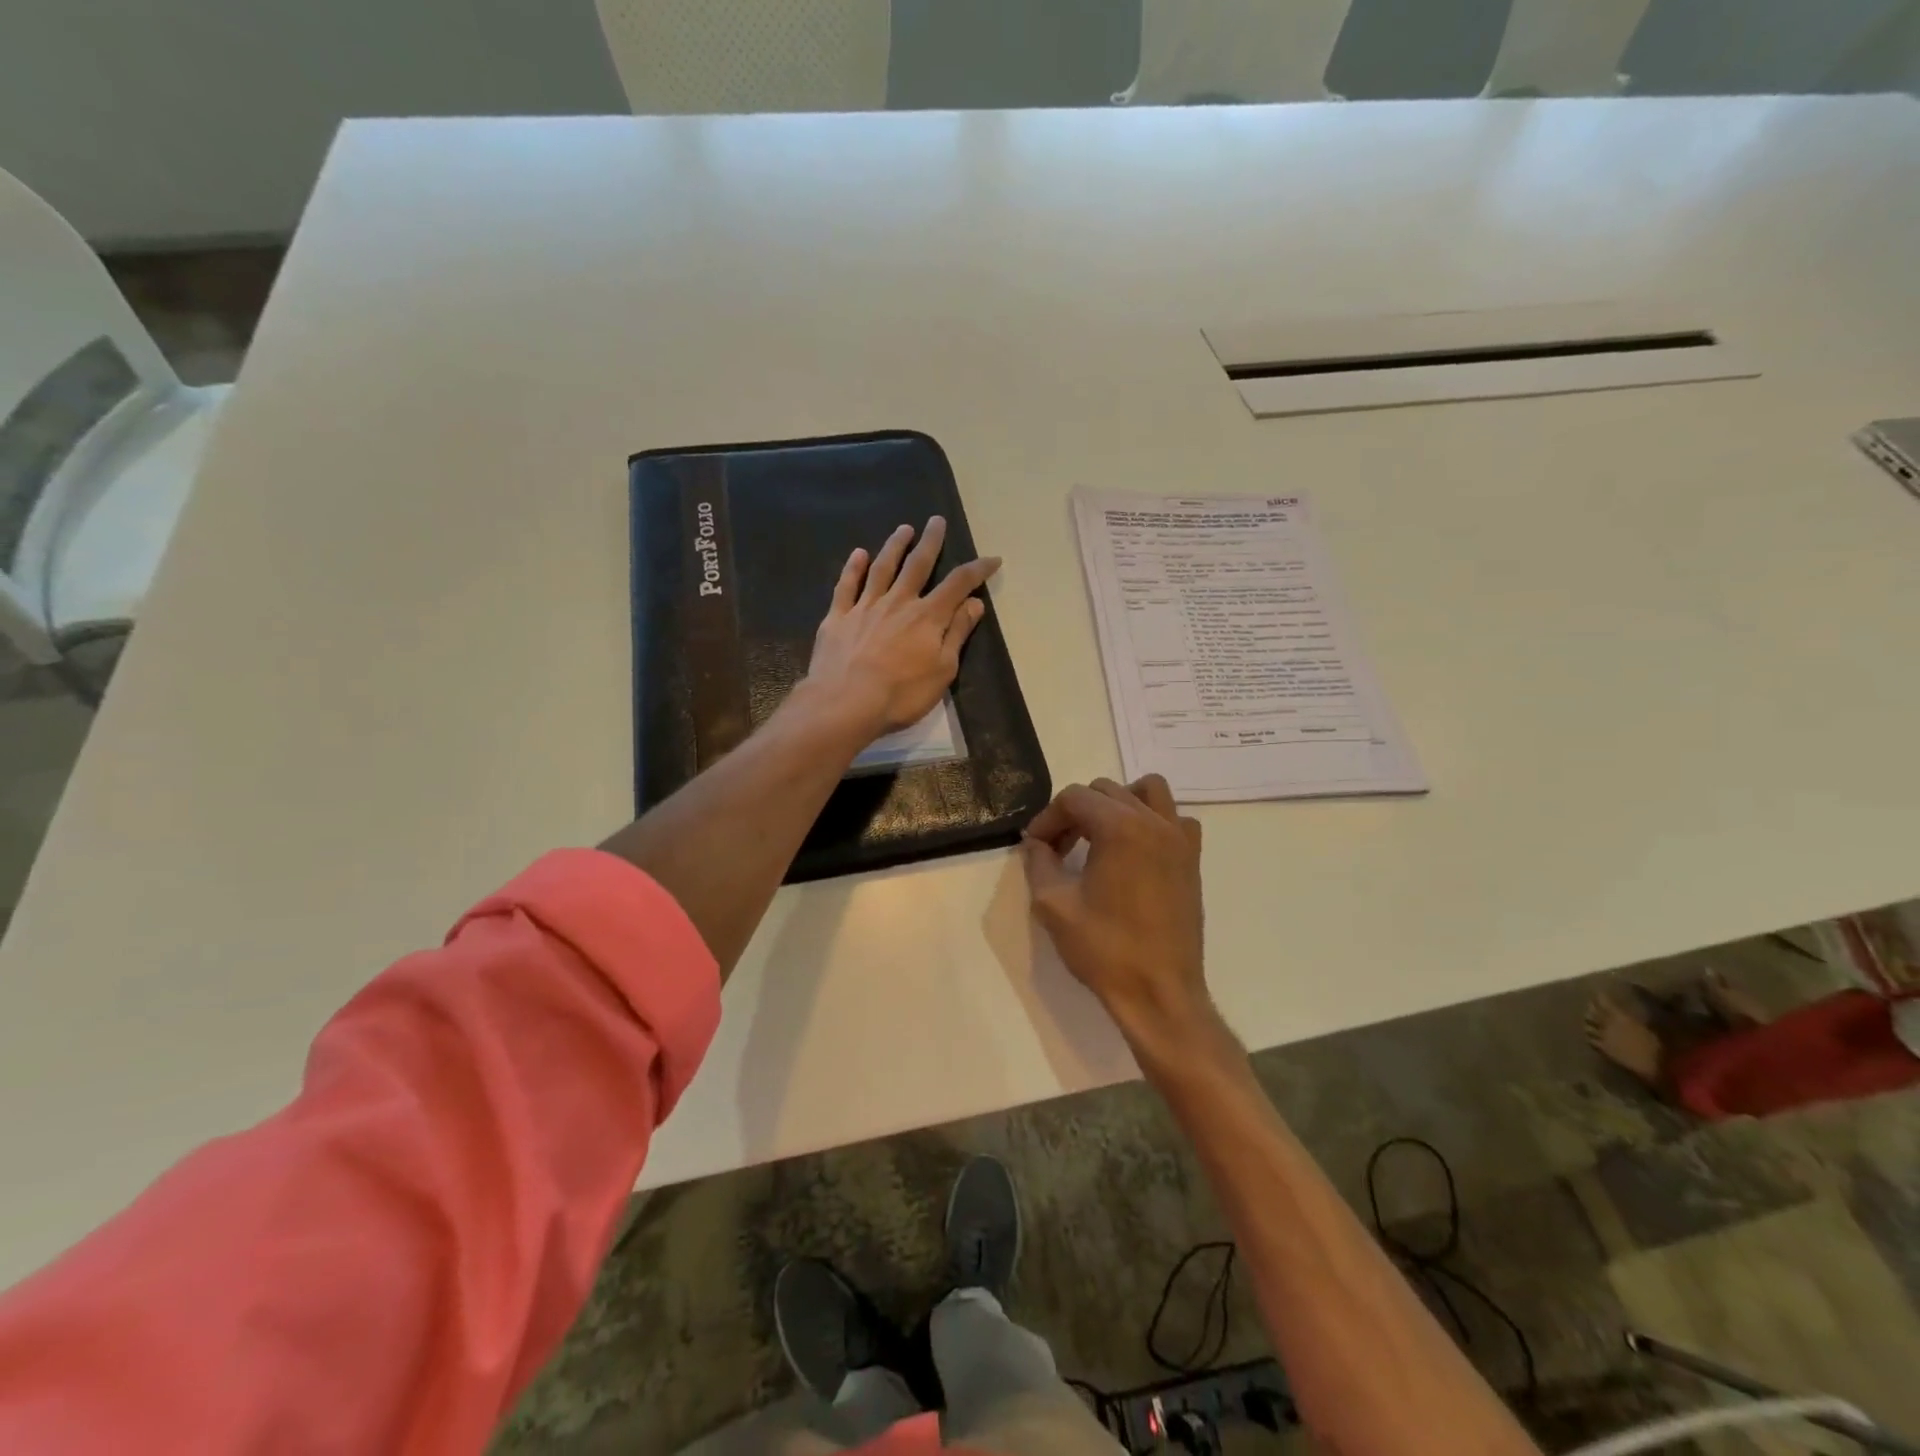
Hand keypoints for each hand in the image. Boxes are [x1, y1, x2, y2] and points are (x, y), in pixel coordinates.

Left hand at [804, 516, 1000, 738]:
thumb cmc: (902, 694)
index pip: (958, 584)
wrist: (845, 703)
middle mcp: (898, 602)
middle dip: (931, 542)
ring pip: (882, 568)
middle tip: (936, 521)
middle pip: (917, 565)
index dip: (977, 569)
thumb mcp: (943, 669)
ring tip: (904, 529)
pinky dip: (853, 568)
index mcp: (927, 616)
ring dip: (895, 546)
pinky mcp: (837, 618)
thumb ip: (957, 633)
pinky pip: (846, 586)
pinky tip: (858, 554)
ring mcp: (865, 607)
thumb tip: (974, 603)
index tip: (992, 559)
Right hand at [1022, 775, 1214, 1051]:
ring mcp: (1179, 839)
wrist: (1160, 992)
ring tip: (1099, 836)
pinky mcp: (1192, 860)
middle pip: (1106, 791)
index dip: (1048, 819)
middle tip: (1059, 849)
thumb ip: (1039, 862)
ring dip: (1117, 804)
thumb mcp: (1053, 904)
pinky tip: (1136, 850)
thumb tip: (1037, 843)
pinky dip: (1153, 821)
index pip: (1074, 798)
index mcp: (1120, 827)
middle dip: (1076, 813)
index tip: (1036, 847)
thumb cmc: (1105, 949)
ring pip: (1147, 792)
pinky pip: (1175, 819)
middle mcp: (1154, 822)